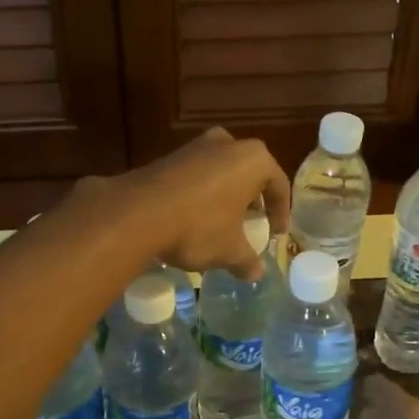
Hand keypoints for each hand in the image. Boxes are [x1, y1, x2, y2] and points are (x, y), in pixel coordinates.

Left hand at [111, 127, 290, 278]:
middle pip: (249, 173)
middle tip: (252, 223)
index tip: (277, 233)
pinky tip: (195, 217)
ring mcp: (195, 146)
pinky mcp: (169, 156)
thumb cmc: (198, 227)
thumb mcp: (228, 250)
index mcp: (253, 159)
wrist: (137, 213)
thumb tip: (256, 274)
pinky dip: (202, 194)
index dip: (281, 212)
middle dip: (252, 199)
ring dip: (226, 195)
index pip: (278, 184)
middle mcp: (227, 143)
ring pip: (222, 172)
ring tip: (223, 222)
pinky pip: (197, 175)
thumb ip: (247, 260)